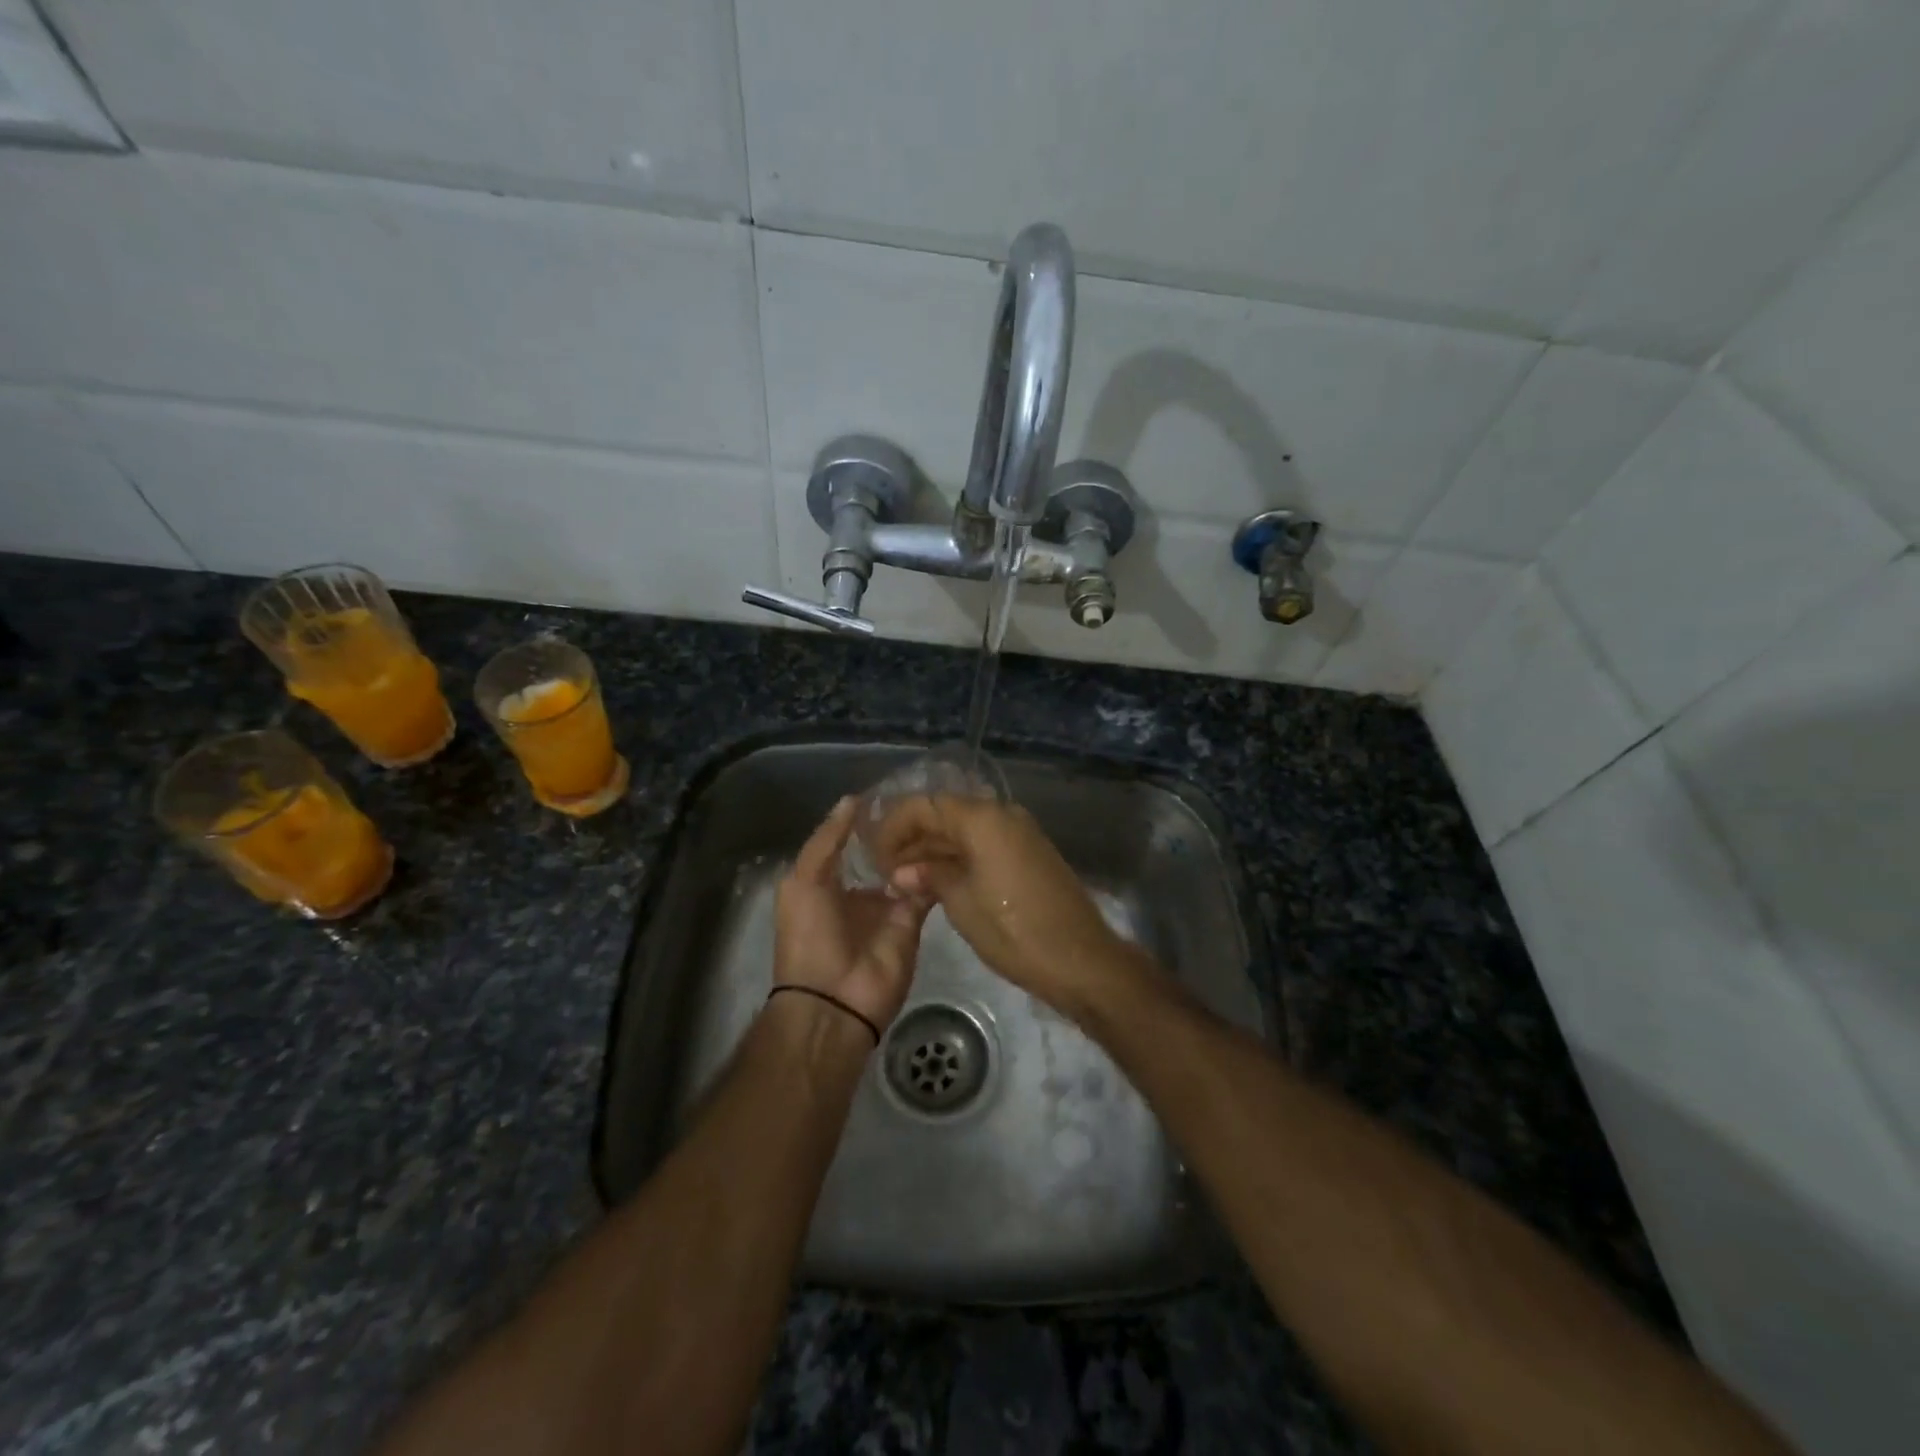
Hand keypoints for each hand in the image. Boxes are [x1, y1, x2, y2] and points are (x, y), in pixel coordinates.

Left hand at [773, 796, 931, 1034]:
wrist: (834, 1000)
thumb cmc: (808, 935)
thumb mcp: (803, 880)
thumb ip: (827, 839)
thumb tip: (853, 798)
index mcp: (828, 881)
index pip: (851, 841)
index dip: (867, 818)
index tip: (890, 789)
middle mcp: (860, 890)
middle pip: (883, 853)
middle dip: (899, 830)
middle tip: (923, 798)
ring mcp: (889, 906)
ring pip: (908, 867)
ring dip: (920, 845)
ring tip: (939, 812)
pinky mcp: (913, 921)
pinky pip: (926, 888)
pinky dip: (935, 869)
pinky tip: (949, 841)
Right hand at [873, 795, 1136, 1012]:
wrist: (1081, 959)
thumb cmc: (1014, 930)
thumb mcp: (961, 903)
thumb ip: (930, 876)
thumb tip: (904, 870)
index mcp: (982, 818)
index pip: (925, 805)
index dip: (894, 826)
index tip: (874, 855)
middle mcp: (1002, 814)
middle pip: (945, 814)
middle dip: (912, 838)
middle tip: (885, 870)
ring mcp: (1019, 833)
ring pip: (964, 831)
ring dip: (934, 850)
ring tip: (905, 880)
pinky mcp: (1028, 854)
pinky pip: (984, 845)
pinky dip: (958, 858)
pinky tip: (937, 882)